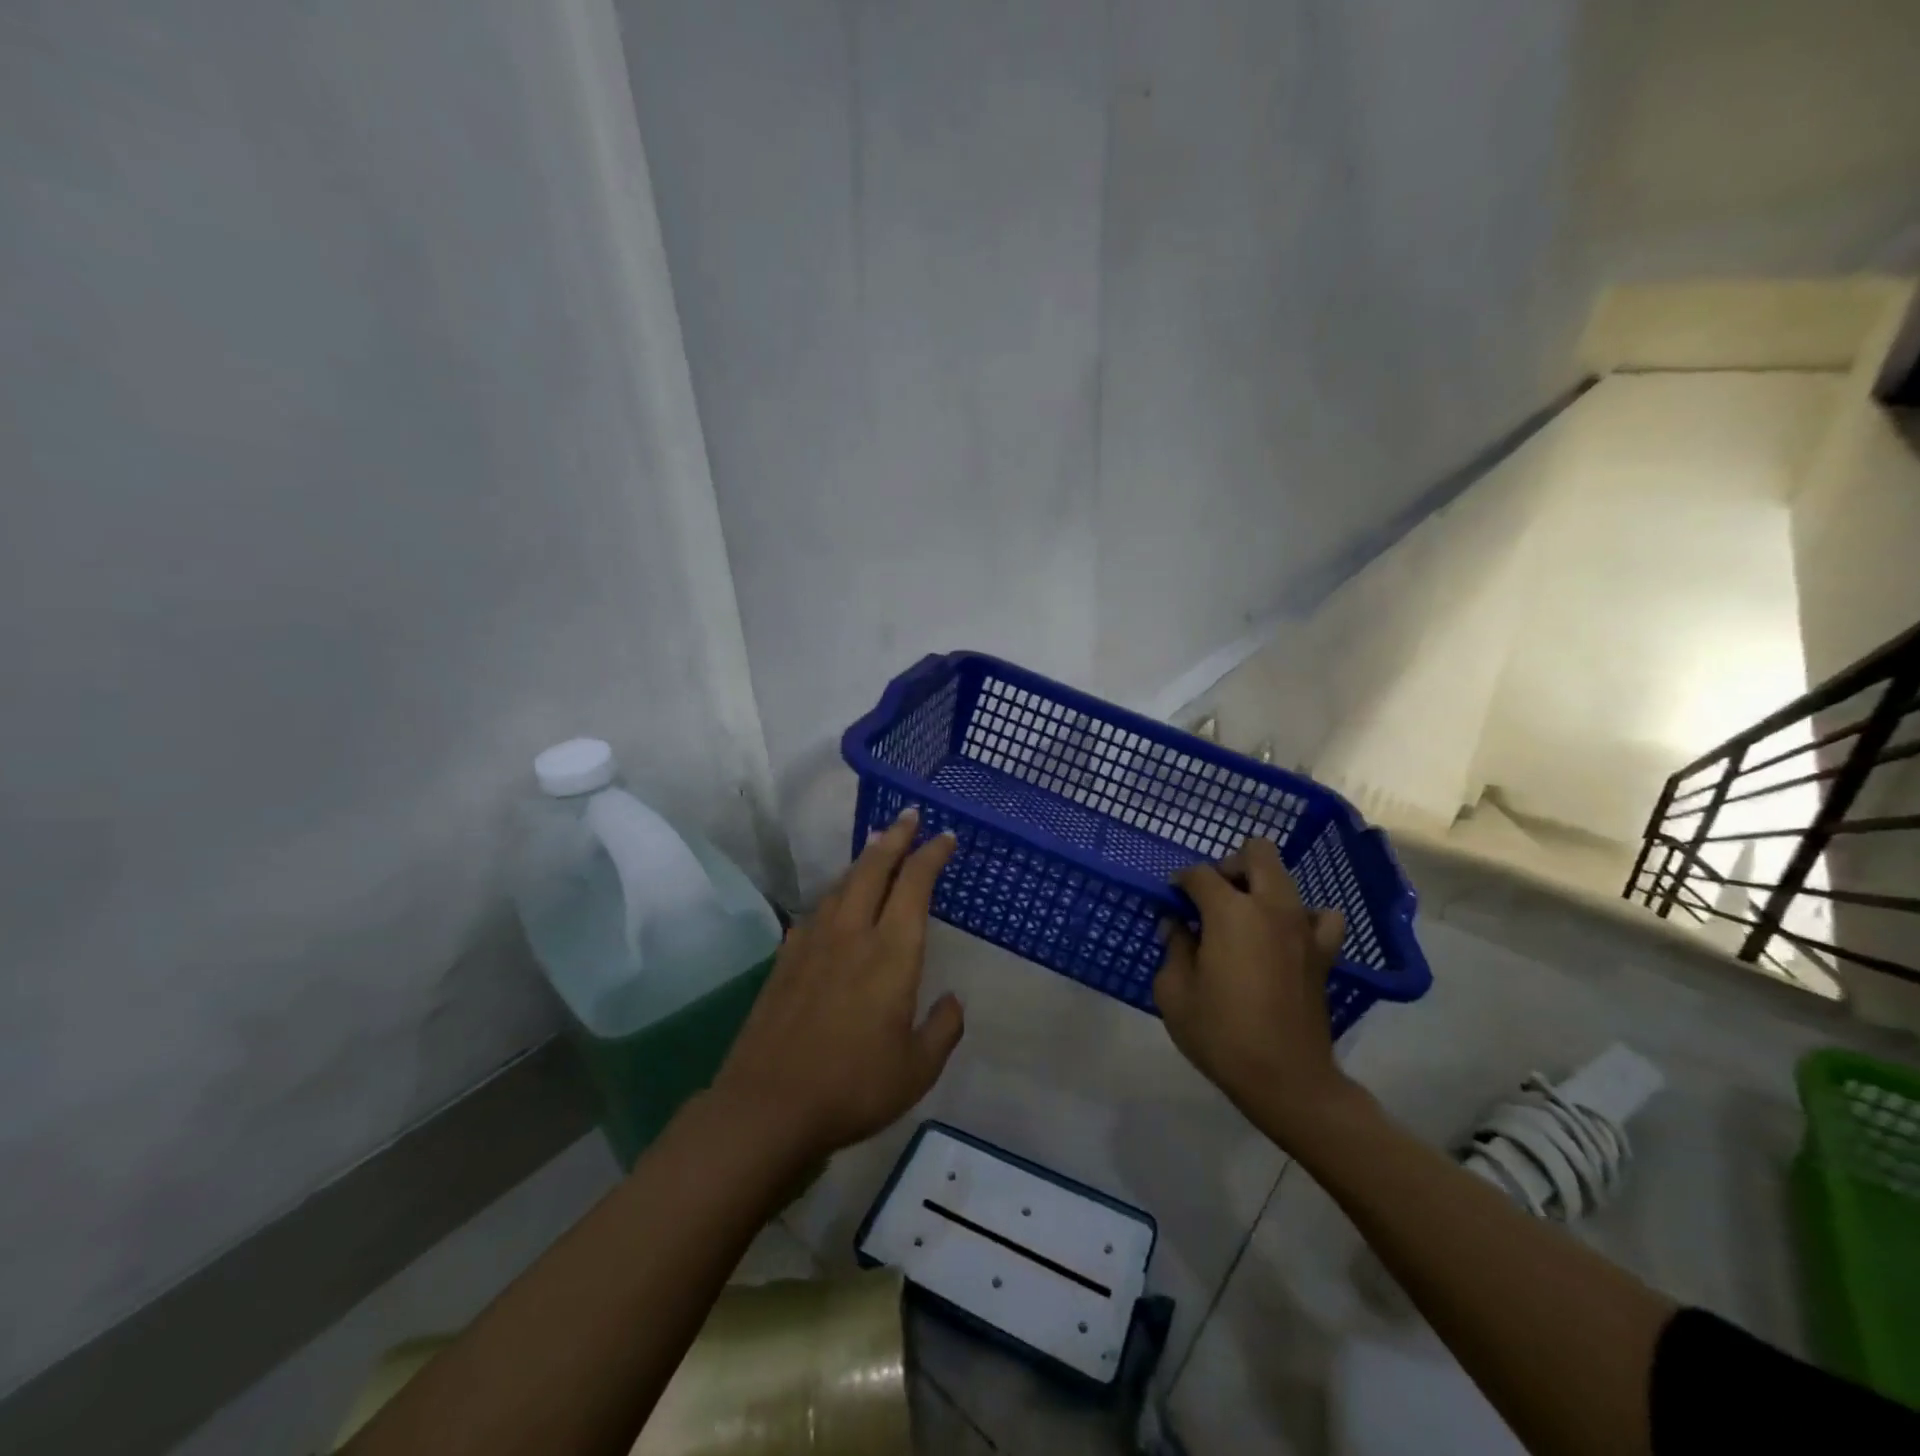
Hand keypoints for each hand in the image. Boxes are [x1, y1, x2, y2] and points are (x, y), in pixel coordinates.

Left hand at [712, 808, 963, 1162]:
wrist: (768, 1105)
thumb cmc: (853, 1086)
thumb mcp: (918, 1069)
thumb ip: (942, 1028)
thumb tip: (952, 1000)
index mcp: (891, 952)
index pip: (915, 885)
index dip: (931, 855)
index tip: (944, 836)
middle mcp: (853, 933)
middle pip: (874, 868)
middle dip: (895, 837)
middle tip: (909, 816)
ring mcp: (813, 942)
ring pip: (843, 884)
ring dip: (864, 859)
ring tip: (877, 846)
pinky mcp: (785, 958)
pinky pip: (817, 910)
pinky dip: (836, 893)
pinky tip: (835, 901)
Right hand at [1154, 836, 1352, 1134]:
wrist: (1286, 1080)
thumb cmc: (1220, 1034)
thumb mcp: (1174, 992)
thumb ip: (1173, 948)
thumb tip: (1177, 926)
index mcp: (1230, 912)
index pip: (1200, 874)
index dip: (1181, 881)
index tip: (1171, 900)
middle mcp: (1271, 907)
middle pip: (1256, 853)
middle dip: (1228, 865)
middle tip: (1211, 897)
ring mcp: (1303, 927)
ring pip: (1286, 878)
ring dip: (1261, 887)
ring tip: (1243, 919)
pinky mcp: (1324, 952)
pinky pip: (1322, 917)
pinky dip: (1303, 916)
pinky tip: (1285, 936)